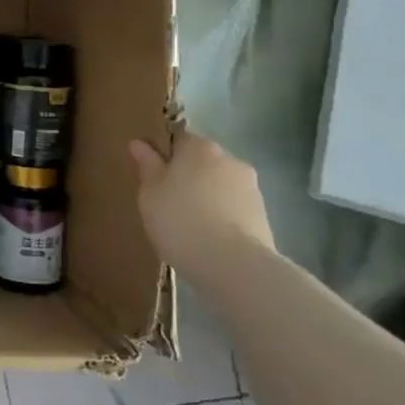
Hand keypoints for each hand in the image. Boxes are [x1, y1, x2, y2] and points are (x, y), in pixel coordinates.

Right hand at [127, 131, 274, 277]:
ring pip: (220, 186)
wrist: (234, 265)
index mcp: (200, 147)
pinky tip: (208, 239)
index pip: (179, 138)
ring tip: (188, 225)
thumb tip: (139, 143)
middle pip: (202, 162)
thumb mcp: (149, 192)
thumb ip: (146, 165)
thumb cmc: (181, 219)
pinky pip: (233, 210)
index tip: (152, 176)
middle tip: (166, 202)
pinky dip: (221, 218)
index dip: (164, 155)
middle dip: (187, 177)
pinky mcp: (264, 217)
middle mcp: (230, 160)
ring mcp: (252, 189)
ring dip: (206, 198)